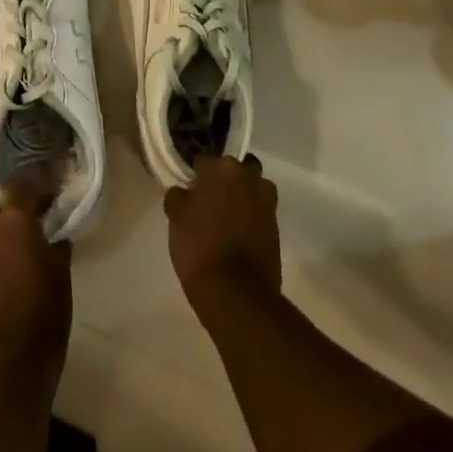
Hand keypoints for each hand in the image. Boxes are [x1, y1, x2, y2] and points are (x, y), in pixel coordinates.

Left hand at [0, 182, 71, 370]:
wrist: (10, 363)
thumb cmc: (44, 310)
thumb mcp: (60, 272)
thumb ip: (56, 244)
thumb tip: (55, 235)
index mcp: (12, 220)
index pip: (21, 184)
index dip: (36, 183)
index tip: (50, 189)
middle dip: (0, 198)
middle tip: (24, 210)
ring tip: (21, 241)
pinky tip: (11, 268)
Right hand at [165, 155, 280, 303]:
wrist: (236, 292)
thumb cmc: (199, 246)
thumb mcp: (176, 218)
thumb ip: (178, 196)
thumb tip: (183, 191)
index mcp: (221, 168)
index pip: (204, 159)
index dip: (194, 173)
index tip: (188, 185)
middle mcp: (248, 176)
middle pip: (233, 169)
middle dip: (224, 179)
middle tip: (208, 198)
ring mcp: (266, 200)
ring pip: (251, 187)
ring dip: (241, 195)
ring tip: (225, 215)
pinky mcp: (276, 225)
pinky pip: (259, 210)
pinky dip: (250, 216)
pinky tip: (236, 232)